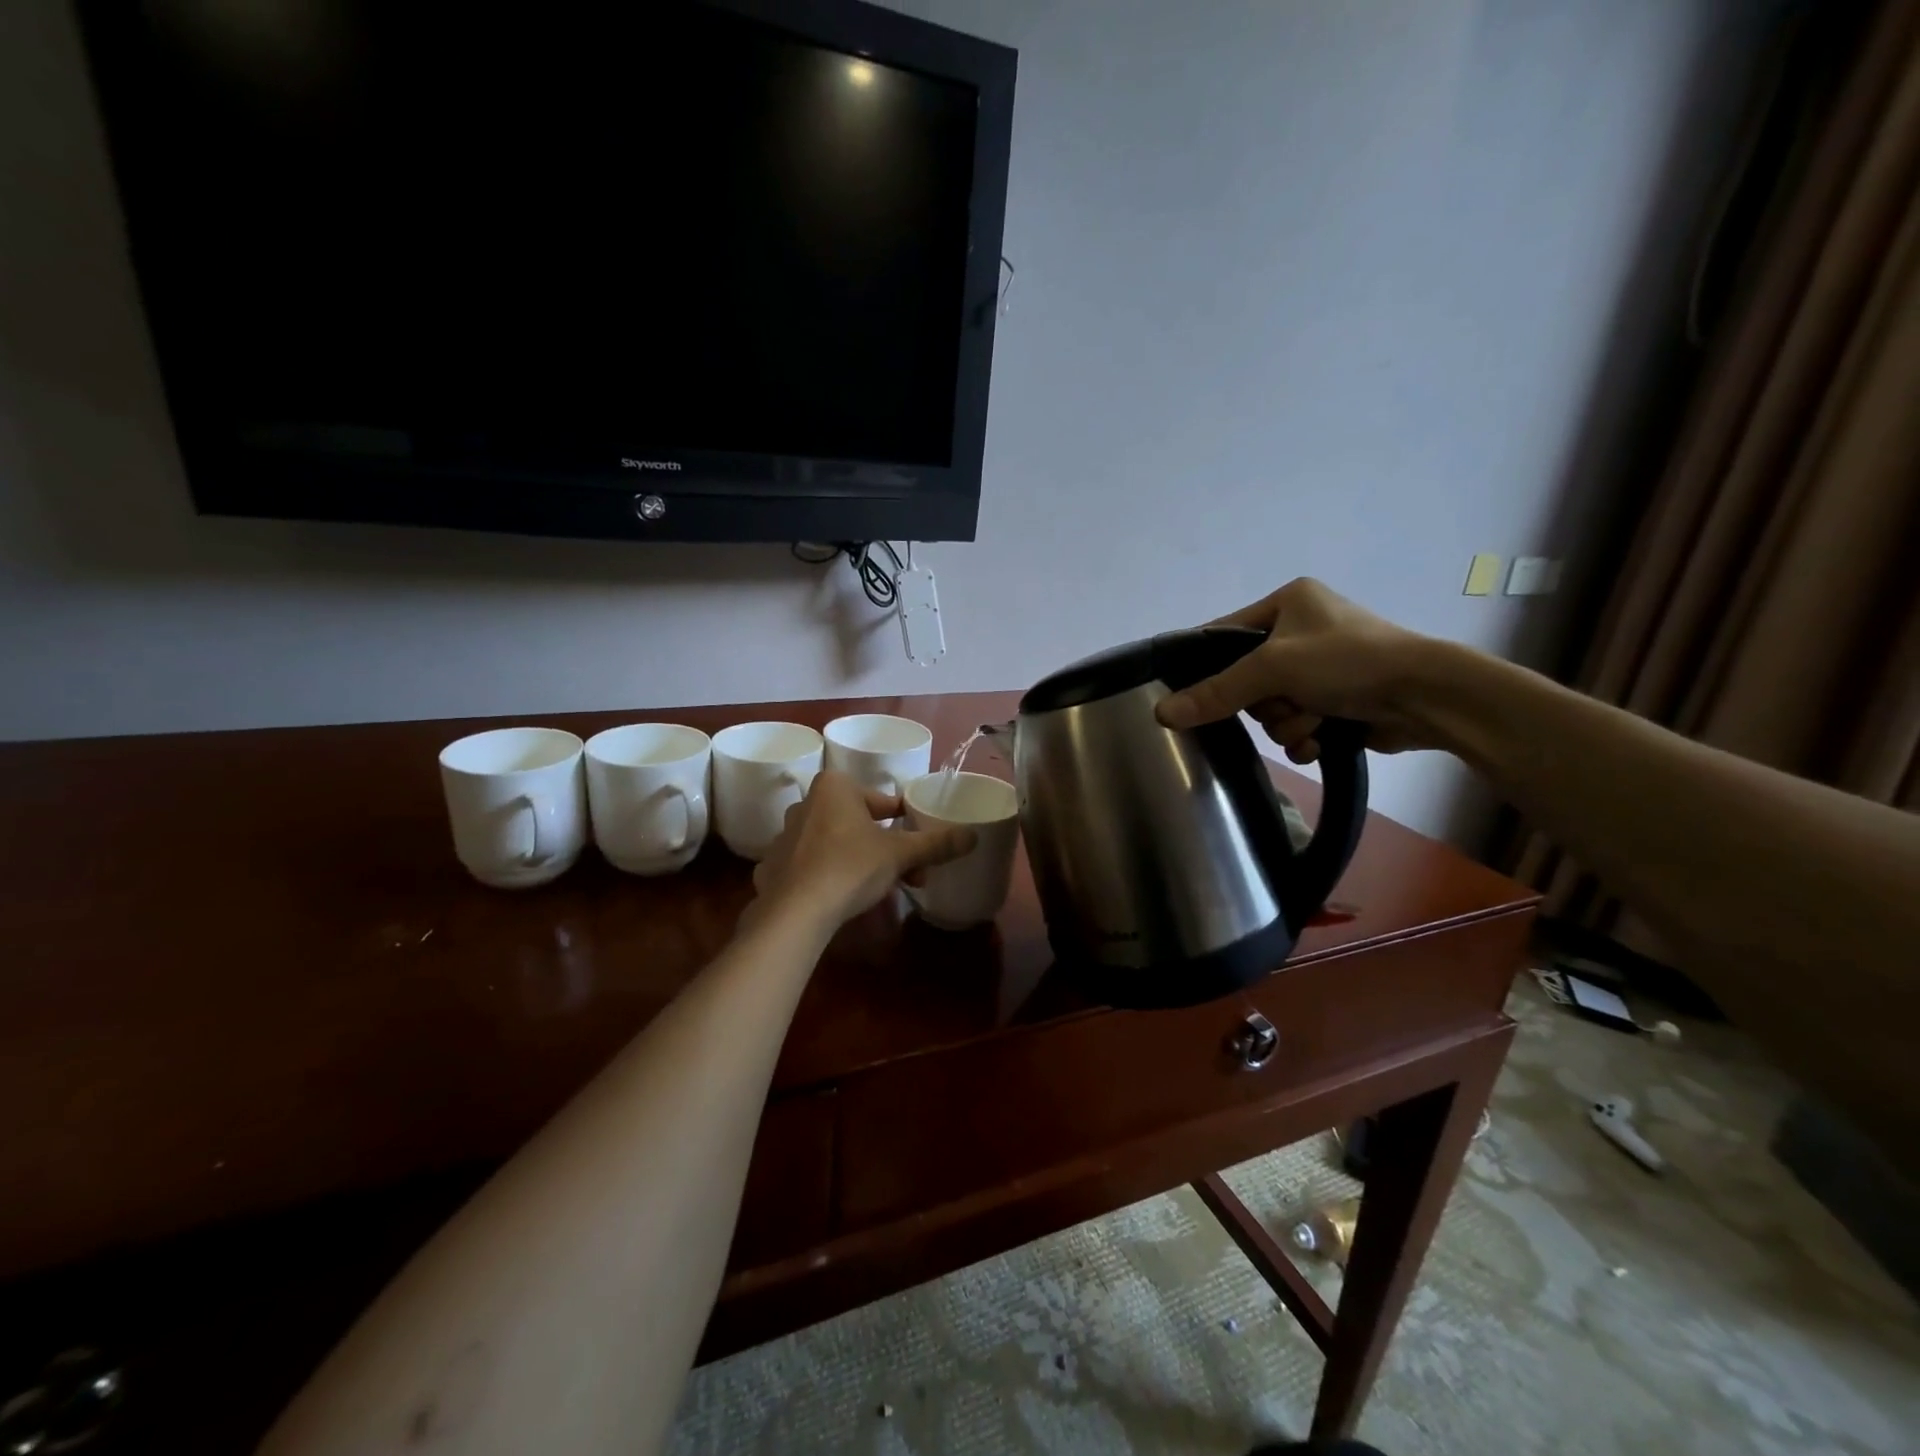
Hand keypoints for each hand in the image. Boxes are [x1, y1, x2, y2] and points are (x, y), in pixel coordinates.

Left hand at [750, 770, 976, 927]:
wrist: (795, 912)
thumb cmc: (851, 867)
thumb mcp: (901, 854)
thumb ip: (936, 844)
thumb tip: (973, 836)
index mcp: (835, 787)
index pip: (882, 801)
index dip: (905, 823)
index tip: (919, 844)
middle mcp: (806, 803)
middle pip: (860, 822)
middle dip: (887, 847)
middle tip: (909, 872)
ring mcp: (785, 835)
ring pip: (837, 843)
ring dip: (862, 860)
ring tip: (882, 889)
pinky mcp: (774, 866)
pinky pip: (812, 864)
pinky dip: (830, 875)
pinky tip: (844, 897)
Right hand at [1155, 578, 1436, 760]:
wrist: (1427, 696)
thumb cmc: (1348, 661)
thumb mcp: (1273, 669)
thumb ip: (1216, 692)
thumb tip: (1159, 713)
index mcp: (1288, 602)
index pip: (1225, 632)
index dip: (1206, 663)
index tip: (1189, 692)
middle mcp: (1303, 629)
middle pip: (1247, 679)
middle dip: (1265, 702)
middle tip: (1283, 702)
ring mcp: (1323, 667)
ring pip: (1272, 707)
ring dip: (1288, 723)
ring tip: (1313, 721)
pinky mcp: (1339, 699)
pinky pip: (1297, 722)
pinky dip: (1305, 735)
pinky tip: (1321, 739)